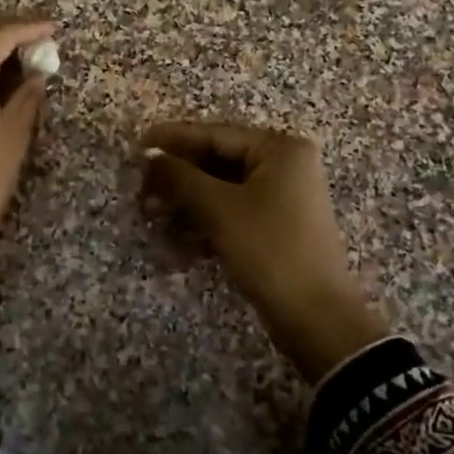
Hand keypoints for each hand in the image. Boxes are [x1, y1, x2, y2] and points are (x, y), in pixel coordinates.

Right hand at [141, 121, 388, 382]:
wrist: (316, 319)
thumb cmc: (269, 250)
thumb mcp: (219, 209)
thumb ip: (180, 176)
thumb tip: (149, 154)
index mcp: (279, 149)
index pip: (215, 135)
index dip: (173, 140)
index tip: (137, 145)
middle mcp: (284, 165)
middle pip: (216, 162)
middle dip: (177, 180)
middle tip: (141, 193)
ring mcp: (281, 197)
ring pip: (220, 191)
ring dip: (185, 206)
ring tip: (152, 219)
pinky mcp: (275, 227)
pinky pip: (231, 213)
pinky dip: (204, 224)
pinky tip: (177, 246)